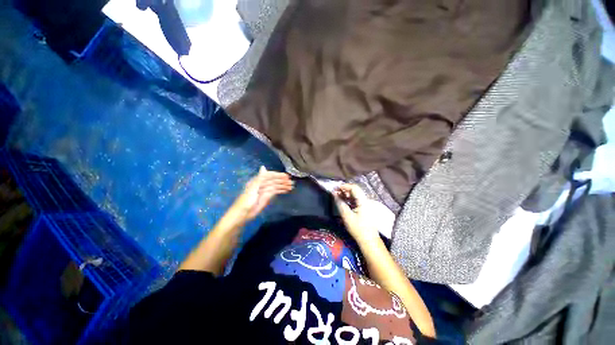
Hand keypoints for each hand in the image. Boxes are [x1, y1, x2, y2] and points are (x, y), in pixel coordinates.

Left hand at [232, 166, 293, 220]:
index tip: (286, 176)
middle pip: (274, 181)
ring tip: (292, 186)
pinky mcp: (267, 197)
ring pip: (276, 186)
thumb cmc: (246, 200)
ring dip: (283, 186)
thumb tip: (263, 167)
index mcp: (258, 181)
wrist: (243, 214)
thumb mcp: (252, 188)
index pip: (269, 175)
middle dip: (283, 181)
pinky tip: (287, 190)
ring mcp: (265, 191)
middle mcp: (262, 184)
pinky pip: (275, 192)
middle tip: (292, 182)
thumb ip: (259, 178)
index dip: (278, 175)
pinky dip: (281, 191)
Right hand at [334, 184, 391, 242]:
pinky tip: (343, 202)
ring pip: (355, 195)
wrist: (369, 241)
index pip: (354, 188)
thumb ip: (340, 203)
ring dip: (346, 195)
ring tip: (337, 196)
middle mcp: (366, 201)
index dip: (344, 186)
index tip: (335, 188)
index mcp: (363, 201)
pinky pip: (356, 201)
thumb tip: (334, 194)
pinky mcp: (364, 209)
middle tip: (335, 192)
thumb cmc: (358, 229)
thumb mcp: (346, 216)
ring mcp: (366, 205)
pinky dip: (349, 200)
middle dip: (344, 190)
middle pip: (355, 191)